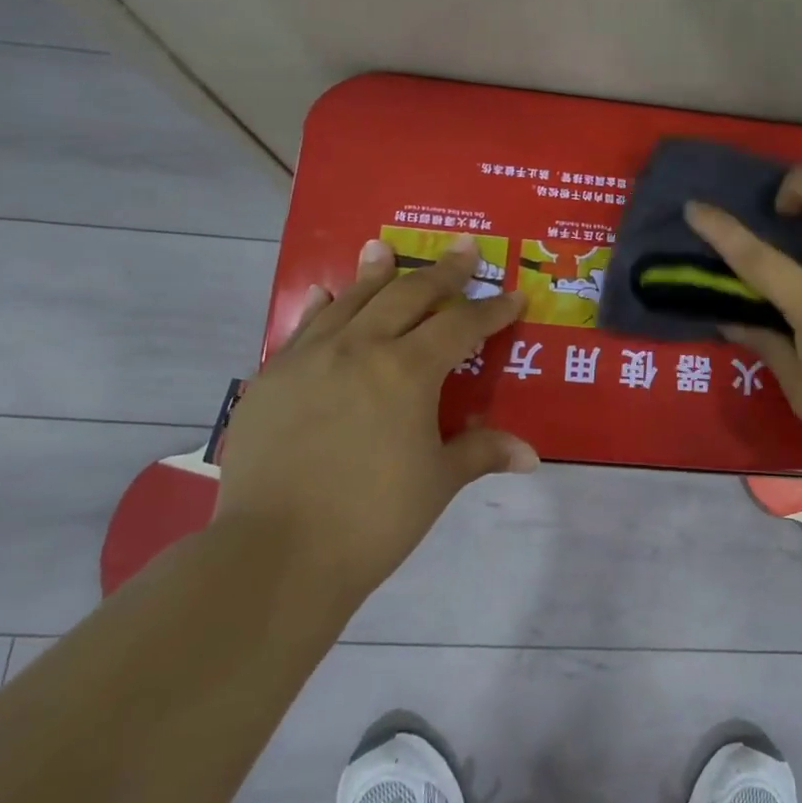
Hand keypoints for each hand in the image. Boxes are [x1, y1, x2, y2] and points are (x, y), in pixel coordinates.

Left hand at [215, 236, 538, 590]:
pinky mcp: (271, 380)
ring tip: (382, 248)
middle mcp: (360, 349)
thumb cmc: (373, 518)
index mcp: (407, 371)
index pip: (461, 326)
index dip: (492, 311)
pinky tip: (327, 294)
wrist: (275, 554)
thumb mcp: (438, 482)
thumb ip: (481, 453)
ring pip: (351, 301)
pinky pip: (303, 329)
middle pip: (407, 295)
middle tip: (463, 249)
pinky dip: (322, 308)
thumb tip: (530, 455)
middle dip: (442, 272)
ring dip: (375, 274)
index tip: (514, 296)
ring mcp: (309, 359)